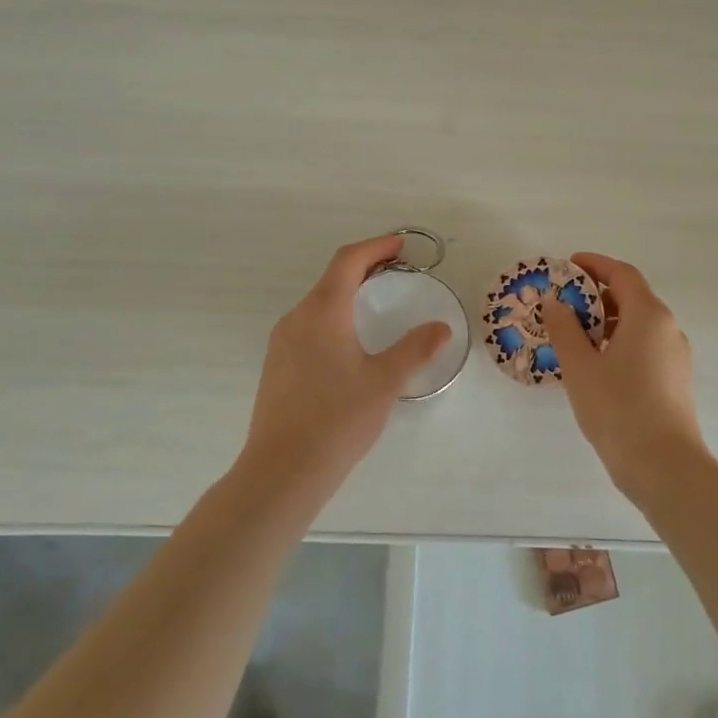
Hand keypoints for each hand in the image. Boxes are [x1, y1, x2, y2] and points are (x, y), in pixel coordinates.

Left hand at [239, 236, 450, 497]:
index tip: (401, 246)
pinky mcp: (276, 366)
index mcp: (323, 312)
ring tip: (377, 303)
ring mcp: (281, 343)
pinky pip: (308, 326)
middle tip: (397, 270)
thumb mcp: (385, 382)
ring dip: (348, 293)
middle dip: (365, 268)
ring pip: (318, 303)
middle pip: (331, 278)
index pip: (348, 261)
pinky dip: (334, 317)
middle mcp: (296, 318)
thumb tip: (440, 327)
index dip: (376, 247)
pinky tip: (350, 343)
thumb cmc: (337, 419)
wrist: (282, 471)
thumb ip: (415, 349)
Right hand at [541, 252, 706, 495]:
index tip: (568, 265)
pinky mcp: (675, 380)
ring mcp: (675, 356)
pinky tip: (596, 365)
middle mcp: (668, 328)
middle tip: (563, 304)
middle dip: (597, 295)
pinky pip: (645, 347)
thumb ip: (565, 329)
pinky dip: (620, 343)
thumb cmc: (618, 408)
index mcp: (649, 315)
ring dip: (607, 322)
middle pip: (632, 297)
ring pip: (639, 325)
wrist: (664, 466)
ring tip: (574, 337)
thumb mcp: (580, 366)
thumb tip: (554, 302)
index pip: (623, 274)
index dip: (595, 265)